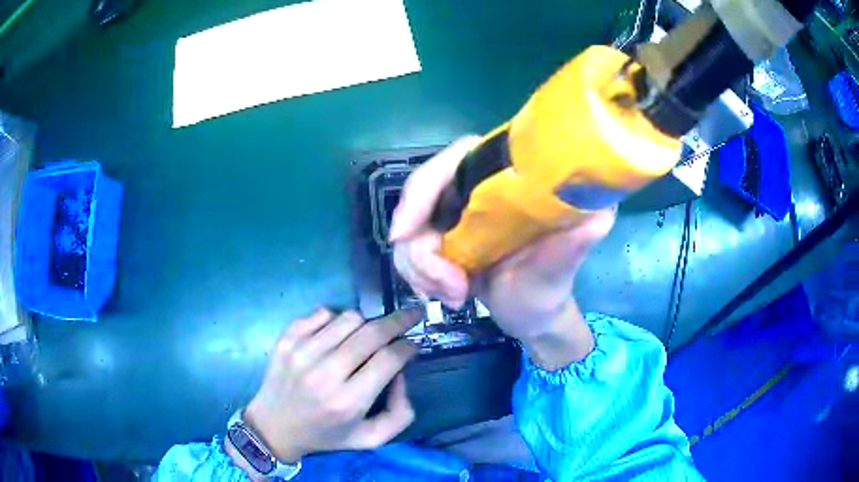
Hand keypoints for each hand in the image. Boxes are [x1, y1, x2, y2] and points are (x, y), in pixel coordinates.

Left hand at [237, 309, 418, 469]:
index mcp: (348, 401)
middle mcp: (324, 373)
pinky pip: (323, 313)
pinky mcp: (286, 339)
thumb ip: (400, 413)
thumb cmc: (326, 435)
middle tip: (410, 317)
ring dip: (367, 323)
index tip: (414, 344)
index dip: (408, 346)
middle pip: (372, 332)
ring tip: (367, 335)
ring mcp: (302, 352)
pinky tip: (337, 336)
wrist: (274, 427)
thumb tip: (401, 373)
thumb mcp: (371, 439)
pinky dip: (337, 319)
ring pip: (349, 317)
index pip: (389, 359)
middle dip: (398, 321)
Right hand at [390, 137, 614, 369]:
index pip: (459, 156)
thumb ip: (573, 245)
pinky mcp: (442, 239)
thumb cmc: (549, 291)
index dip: (426, 184)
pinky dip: (418, 277)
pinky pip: (409, 250)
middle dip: (421, 245)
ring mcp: (456, 215)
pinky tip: (444, 296)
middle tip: (446, 286)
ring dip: (422, 269)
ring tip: (455, 297)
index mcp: (508, 180)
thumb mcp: (559, 270)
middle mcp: (478, 189)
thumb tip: (601, 215)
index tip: (408, 232)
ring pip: (410, 229)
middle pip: (422, 194)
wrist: (531, 317)